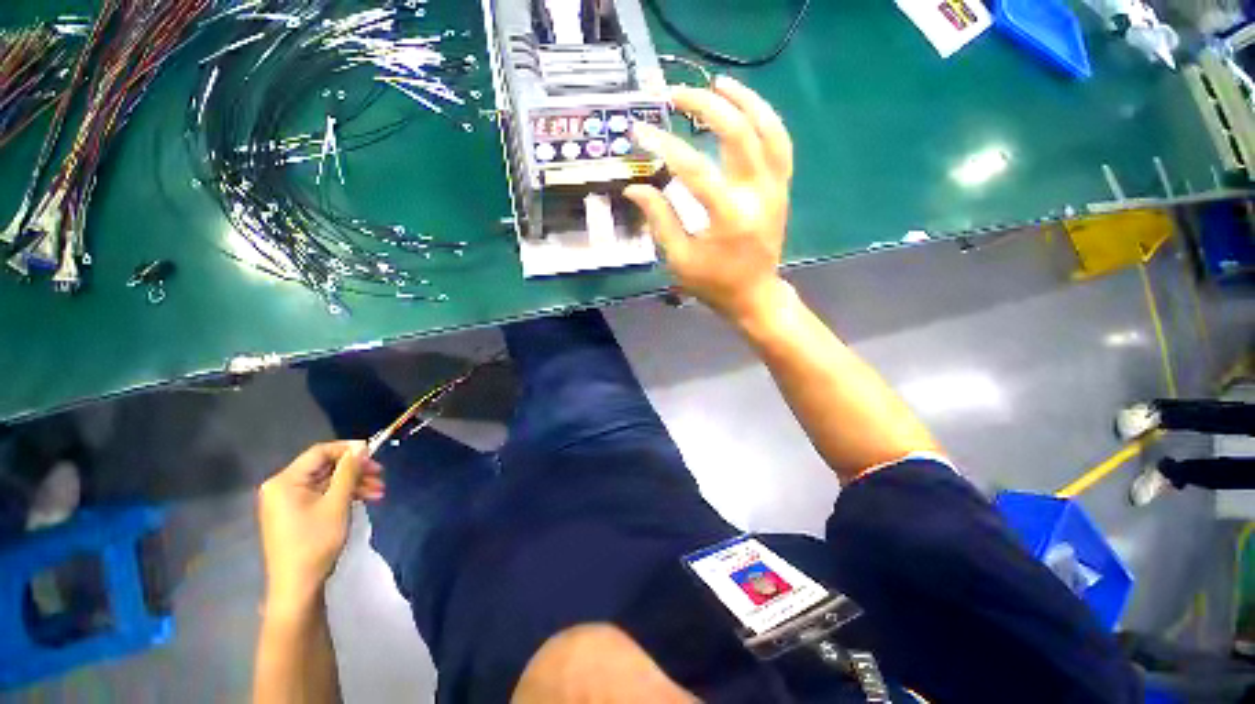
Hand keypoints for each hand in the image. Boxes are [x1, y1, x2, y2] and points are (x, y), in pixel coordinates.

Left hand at [258, 441, 383, 608]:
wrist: (298, 585)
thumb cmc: (315, 541)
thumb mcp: (337, 503)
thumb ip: (348, 471)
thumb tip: (361, 447)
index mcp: (286, 481)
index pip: (320, 452)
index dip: (348, 449)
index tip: (374, 454)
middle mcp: (282, 487)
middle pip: (325, 467)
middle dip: (355, 470)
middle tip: (381, 475)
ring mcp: (287, 501)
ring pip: (327, 481)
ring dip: (354, 483)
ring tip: (379, 492)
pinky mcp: (295, 513)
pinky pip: (322, 494)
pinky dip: (343, 495)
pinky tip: (364, 500)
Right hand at [625, 75, 792, 326]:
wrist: (754, 294)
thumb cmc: (714, 283)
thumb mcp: (680, 259)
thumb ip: (659, 219)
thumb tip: (635, 187)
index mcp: (729, 218)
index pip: (694, 169)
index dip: (665, 146)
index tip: (641, 132)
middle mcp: (757, 195)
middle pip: (737, 133)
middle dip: (705, 106)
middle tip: (676, 95)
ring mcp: (775, 188)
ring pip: (767, 129)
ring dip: (743, 100)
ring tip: (717, 83)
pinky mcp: (782, 188)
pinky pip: (780, 144)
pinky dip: (765, 119)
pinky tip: (747, 108)